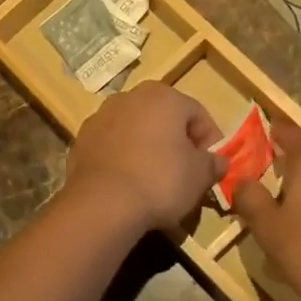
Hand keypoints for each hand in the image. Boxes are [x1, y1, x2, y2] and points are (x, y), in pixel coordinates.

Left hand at [65, 83, 221, 231]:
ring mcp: (100, 116)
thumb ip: (213, 163)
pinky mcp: (81, 139)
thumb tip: (219, 162)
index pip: (198, 114)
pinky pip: (112, 145)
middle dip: (176, 142)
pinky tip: (128, 183)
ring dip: (148, 148)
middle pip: (164, 118)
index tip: (211, 166)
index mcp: (163, 96)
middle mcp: (129, 97)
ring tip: (155, 179)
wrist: (102, 204)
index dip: (210, 141)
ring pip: (135, 130)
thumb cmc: (161, 180)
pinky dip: (123, 158)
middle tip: (185, 172)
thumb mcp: (200, 176)